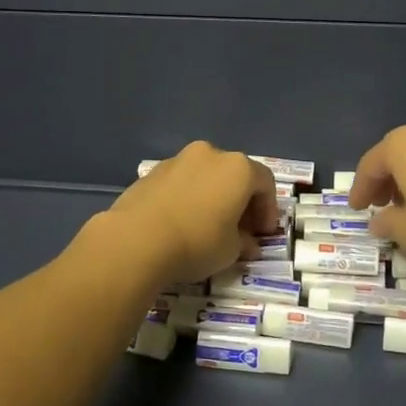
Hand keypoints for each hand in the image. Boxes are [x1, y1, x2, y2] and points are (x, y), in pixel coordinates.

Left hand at [107, 141, 282, 285]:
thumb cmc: (197, 242)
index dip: (268, 209)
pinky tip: (181, 222)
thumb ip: (244, 242)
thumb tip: (246, 242)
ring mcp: (178, 159)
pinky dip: (188, 197)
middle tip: (240, 229)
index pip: (265, 183)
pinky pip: (181, 182)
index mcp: (238, 168)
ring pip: (206, 175)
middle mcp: (210, 154)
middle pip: (235, 174)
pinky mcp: (152, 171)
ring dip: (213, 196)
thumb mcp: (231, 251)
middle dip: (241, 201)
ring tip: (207, 224)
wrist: (137, 239)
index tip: (263, 234)